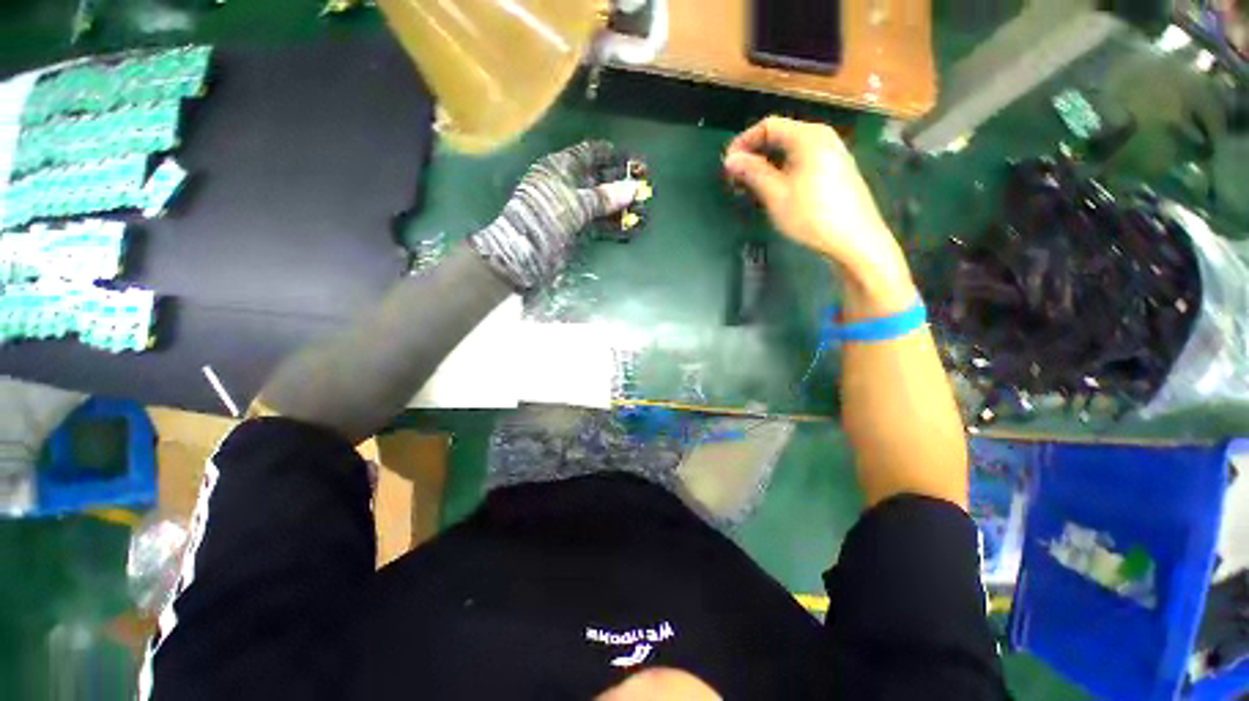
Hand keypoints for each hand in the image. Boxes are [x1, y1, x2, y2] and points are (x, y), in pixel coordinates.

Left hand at [469, 142, 638, 290]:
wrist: (525, 251)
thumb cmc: (547, 217)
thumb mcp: (577, 204)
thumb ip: (605, 197)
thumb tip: (633, 188)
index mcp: (558, 167)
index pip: (586, 153)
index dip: (606, 154)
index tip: (628, 157)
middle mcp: (562, 183)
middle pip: (593, 177)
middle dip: (615, 181)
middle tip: (639, 183)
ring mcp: (566, 206)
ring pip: (595, 200)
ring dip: (614, 204)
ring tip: (637, 205)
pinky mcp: (569, 226)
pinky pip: (593, 218)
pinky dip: (607, 220)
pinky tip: (623, 223)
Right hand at [723, 117, 912, 310]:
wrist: (855, 240)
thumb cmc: (811, 216)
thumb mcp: (776, 195)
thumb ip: (753, 172)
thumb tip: (730, 159)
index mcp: (808, 136)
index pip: (768, 125)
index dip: (743, 141)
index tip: (727, 165)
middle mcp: (822, 138)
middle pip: (780, 136)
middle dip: (754, 155)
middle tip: (736, 179)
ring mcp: (832, 154)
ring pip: (791, 151)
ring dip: (767, 165)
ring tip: (751, 188)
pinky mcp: (836, 171)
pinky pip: (802, 162)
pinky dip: (783, 172)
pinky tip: (775, 192)